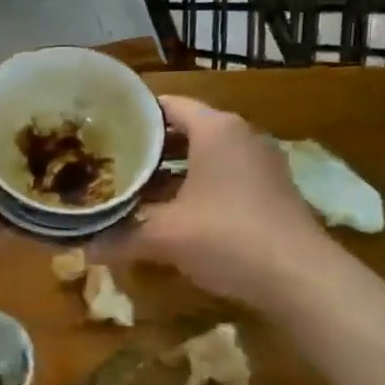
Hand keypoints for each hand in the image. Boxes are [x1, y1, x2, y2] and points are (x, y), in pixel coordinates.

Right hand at [99, 95, 332, 300]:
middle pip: (184, 131)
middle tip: (111, 161)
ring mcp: (260, 165)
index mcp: (216, 130)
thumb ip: (121, 237)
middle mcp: (240, 137)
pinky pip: (221, 179)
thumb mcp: (165, 236)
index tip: (104, 128)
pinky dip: (194, 189)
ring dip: (170, 173)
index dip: (134, 115)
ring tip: (132, 188)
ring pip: (203, 158)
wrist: (300, 278)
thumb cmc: (227, 236)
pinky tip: (169, 214)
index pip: (168, 105)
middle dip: (148, 148)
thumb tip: (83, 249)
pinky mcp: (269, 193)